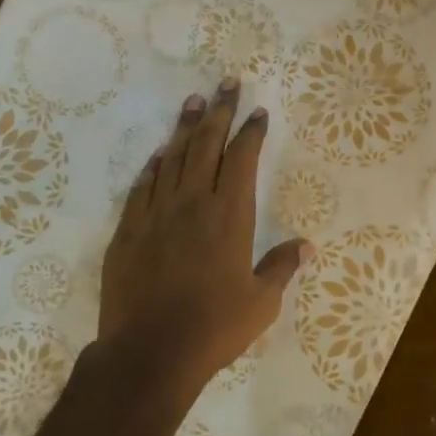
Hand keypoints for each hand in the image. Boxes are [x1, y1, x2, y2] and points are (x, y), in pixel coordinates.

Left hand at [97, 78, 310, 393]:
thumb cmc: (213, 328)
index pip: (243, 160)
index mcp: (230, 216)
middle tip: (226, 83)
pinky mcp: (128, 230)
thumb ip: (281, 268)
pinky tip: (159, 153)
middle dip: (218, 111)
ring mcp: (156, 213)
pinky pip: (143, 186)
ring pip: (172, 158)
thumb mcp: (261, 303)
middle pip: (206, 145)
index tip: (257, 112)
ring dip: (185, 127)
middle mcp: (193, 203)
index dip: (251, 132)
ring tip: (193, 100)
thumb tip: (307, 245)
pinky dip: (154, 165)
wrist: (149, 352)